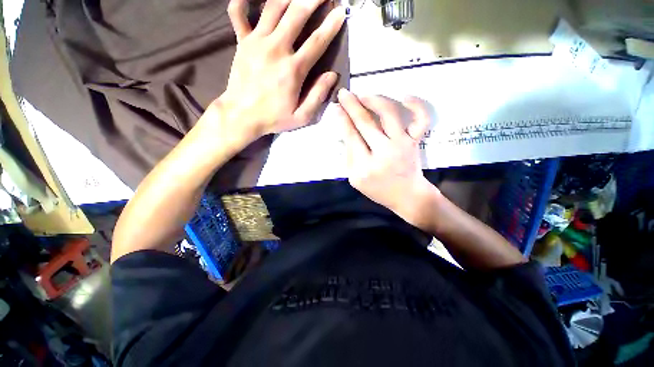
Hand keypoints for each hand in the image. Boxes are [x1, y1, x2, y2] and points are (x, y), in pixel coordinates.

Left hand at [216, 0, 344, 139]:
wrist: (241, 115)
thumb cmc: (273, 118)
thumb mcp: (301, 116)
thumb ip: (318, 96)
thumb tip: (332, 76)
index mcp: (293, 69)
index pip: (317, 41)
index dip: (331, 25)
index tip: (341, 12)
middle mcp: (276, 49)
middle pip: (296, 14)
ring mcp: (256, 42)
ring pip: (273, 7)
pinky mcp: (241, 42)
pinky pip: (238, 13)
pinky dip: (243, 1)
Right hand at [336, 89, 438, 228]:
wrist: (407, 196)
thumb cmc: (378, 190)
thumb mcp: (355, 179)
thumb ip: (349, 157)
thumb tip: (345, 131)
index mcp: (364, 167)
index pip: (351, 136)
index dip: (342, 119)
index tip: (336, 107)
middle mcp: (383, 152)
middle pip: (365, 122)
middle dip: (352, 105)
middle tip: (344, 94)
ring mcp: (402, 145)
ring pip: (389, 114)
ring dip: (375, 100)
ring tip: (364, 95)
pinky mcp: (415, 141)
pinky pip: (421, 119)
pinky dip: (416, 105)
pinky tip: (405, 96)